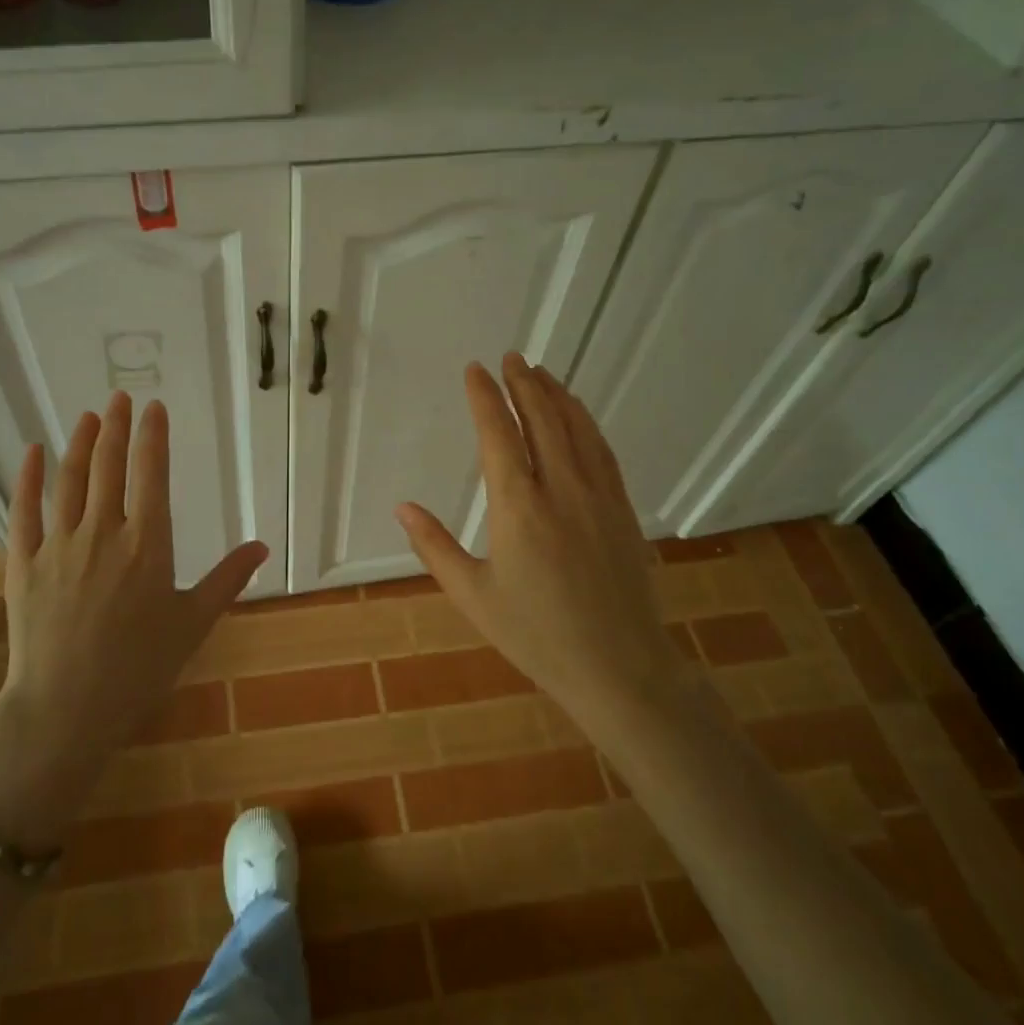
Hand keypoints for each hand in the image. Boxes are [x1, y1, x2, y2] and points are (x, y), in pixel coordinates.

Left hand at [0, 392, 266, 844]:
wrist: (67, 709)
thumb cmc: (139, 669)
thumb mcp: (193, 623)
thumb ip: (227, 579)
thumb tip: (261, 546)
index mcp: (147, 544)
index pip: (151, 474)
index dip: (152, 436)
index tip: (153, 407)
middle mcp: (103, 532)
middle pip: (108, 466)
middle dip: (115, 427)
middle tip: (119, 397)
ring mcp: (58, 545)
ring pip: (69, 480)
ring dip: (80, 443)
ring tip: (88, 416)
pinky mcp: (22, 562)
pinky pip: (23, 510)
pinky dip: (27, 476)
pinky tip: (32, 450)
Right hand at [395, 354, 676, 723]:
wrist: (618, 667)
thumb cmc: (536, 635)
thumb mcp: (473, 596)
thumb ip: (434, 546)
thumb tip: (402, 508)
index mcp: (518, 507)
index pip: (499, 434)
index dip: (485, 398)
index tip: (476, 371)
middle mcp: (560, 489)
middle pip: (542, 419)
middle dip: (523, 384)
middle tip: (511, 357)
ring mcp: (597, 496)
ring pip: (576, 429)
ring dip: (556, 395)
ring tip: (541, 372)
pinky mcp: (621, 508)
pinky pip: (602, 451)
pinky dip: (586, 423)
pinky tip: (578, 415)